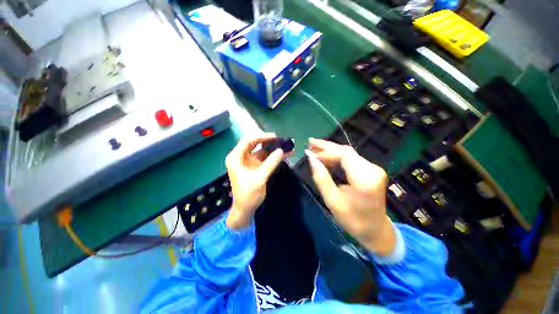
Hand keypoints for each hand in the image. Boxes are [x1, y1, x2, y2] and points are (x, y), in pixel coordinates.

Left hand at [225, 134, 287, 229]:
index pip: (248, 141)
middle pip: (255, 144)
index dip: (262, 137)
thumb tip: (282, 150)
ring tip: (287, 146)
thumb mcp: (259, 178)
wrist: (245, 210)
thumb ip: (270, 163)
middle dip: (269, 142)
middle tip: (282, 140)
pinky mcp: (255, 167)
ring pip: (262, 151)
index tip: (275, 137)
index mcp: (236, 157)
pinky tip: (285, 155)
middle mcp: (241, 157)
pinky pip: (265, 159)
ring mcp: (249, 162)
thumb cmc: (248, 195)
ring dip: (273, 149)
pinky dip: (273, 157)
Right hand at [306, 138, 394, 254]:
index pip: (344, 156)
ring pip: (348, 153)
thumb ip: (321, 177)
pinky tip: (326, 155)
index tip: (310, 154)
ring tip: (314, 147)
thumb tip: (310, 157)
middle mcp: (372, 170)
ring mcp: (373, 169)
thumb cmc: (352, 219)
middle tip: (310, 142)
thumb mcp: (332, 200)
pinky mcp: (371, 170)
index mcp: (365, 179)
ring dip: (330, 150)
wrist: (375, 230)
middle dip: (326, 146)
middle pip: (346, 151)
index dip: (326, 152)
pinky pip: (351, 158)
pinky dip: (337, 156)